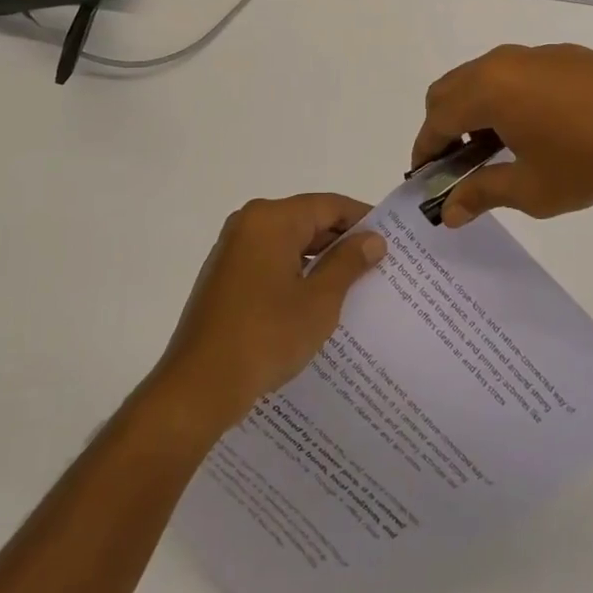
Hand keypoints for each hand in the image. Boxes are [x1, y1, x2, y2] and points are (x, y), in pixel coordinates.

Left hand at [151, 194, 386, 431]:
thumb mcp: (319, 301)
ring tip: (356, 285)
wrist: (198, 386)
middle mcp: (249, 223)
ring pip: (289, 242)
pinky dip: (296, 273)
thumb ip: (348, 263)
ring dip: (320, 260)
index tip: (393, 238)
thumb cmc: (265, 336)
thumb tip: (373, 239)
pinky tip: (318, 301)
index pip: (328, 205)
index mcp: (271, 219)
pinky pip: (271, 261)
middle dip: (343, 241)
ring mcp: (233, 249)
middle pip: (307, 220)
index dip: (363, 219)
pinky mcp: (226, 276)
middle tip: (380, 264)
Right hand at [411, 43, 592, 225]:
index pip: (436, 119)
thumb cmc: (589, 160)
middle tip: (457, 164)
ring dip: (472, 110)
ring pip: (480, 77)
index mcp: (486, 91)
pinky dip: (502, 96)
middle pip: (448, 90)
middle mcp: (500, 63)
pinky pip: (512, 72)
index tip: (425, 178)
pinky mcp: (560, 54)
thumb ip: (482, 194)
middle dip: (442, 126)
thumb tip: (448, 213)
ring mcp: (531, 54)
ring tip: (495, 147)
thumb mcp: (531, 189)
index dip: (424, 150)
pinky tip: (533, 126)